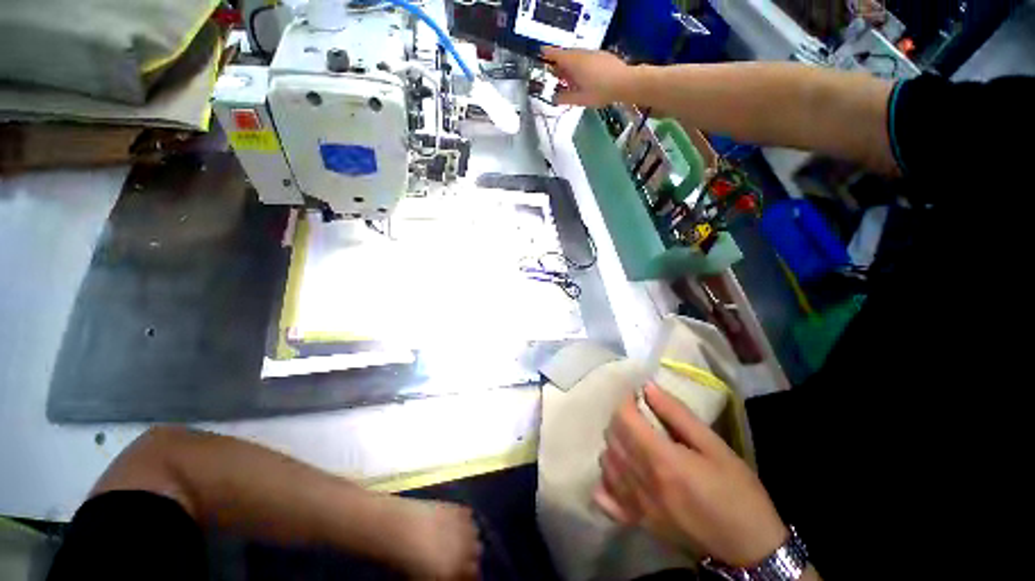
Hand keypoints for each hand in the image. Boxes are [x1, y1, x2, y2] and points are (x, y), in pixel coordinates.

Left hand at [389, 498, 480, 578]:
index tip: (460, 573)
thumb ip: (446, 577)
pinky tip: (452, 522)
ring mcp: (464, 527)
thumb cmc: (406, 561)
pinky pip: (468, 516)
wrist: (398, 529)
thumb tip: (452, 574)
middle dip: (469, 555)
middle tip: (456, 555)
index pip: (473, 575)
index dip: (466, 575)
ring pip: (475, 533)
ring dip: (468, 536)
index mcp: (457, 571)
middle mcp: (466, 549)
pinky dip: (463, 520)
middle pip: (477, 553)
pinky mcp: (459, 508)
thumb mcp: (424, 578)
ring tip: (455, 538)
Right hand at [541, 47, 635, 106]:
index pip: (555, 54)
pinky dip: (580, 66)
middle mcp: (581, 54)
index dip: (546, 54)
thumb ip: (565, 98)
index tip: (540, 55)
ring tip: (569, 81)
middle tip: (555, 77)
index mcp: (572, 62)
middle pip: (565, 55)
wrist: (624, 82)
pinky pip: (585, 58)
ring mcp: (592, 53)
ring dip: (570, 67)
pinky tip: (583, 79)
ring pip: (576, 57)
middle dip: (559, 65)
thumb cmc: (599, 91)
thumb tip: (554, 99)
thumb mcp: (579, 99)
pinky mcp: (601, 56)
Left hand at [595, 383, 787, 566]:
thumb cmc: (738, 492)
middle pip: (612, 437)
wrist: (749, 550)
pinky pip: (604, 497)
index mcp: (662, 460)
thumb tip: (648, 388)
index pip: (624, 419)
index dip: (626, 402)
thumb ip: (678, 414)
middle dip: (620, 419)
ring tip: (632, 440)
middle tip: (638, 416)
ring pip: (605, 462)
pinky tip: (619, 471)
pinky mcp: (636, 522)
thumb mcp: (715, 446)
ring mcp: (635, 505)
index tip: (637, 396)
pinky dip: (605, 479)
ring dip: (613, 444)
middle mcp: (641, 481)